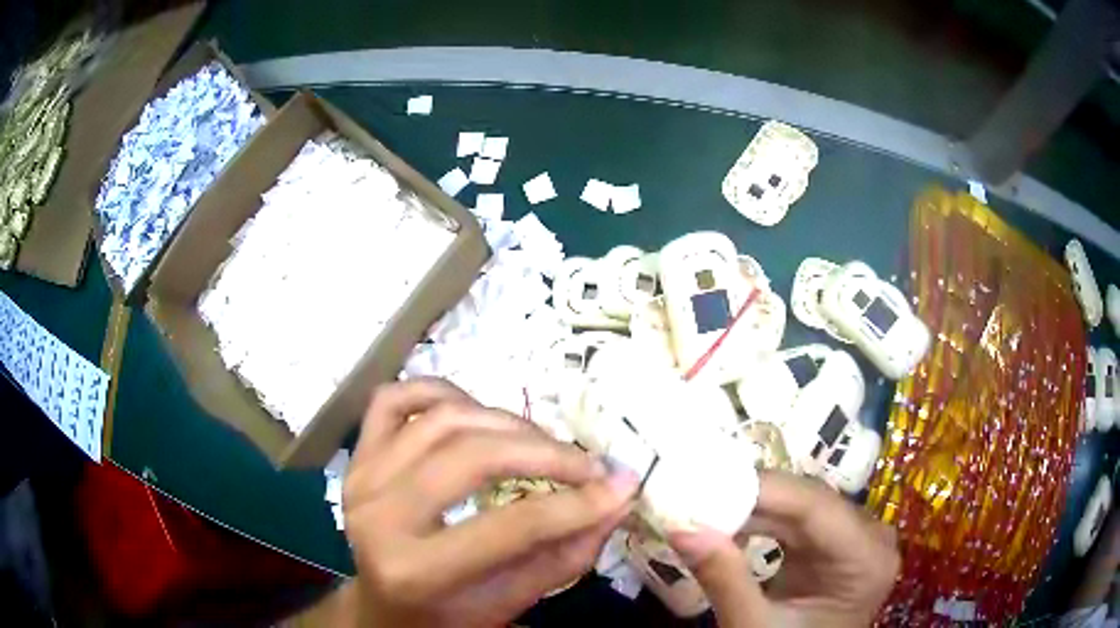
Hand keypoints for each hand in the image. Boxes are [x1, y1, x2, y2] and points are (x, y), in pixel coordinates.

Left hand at [342, 378, 638, 627]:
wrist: (384, 606)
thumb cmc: (448, 614)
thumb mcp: (511, 602)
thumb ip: (566, 555)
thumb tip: (618, 499)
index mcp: (414, 571)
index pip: (509, 528)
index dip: (575, 504)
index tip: (622, 484)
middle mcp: (378, 516)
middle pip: (471, 456)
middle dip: (543, 453)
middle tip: (586, 464)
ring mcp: (361, 476)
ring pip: (440, 418)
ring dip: (503, 421)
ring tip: (540, 444)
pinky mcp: (357, 455)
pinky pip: (393, 398)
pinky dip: (439, 391)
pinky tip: (474, 410)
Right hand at [668, 471, 898, 627]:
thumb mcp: (753, 627)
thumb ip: (724, 579)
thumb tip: (681, 528)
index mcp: (866, 558)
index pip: (815, 507)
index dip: (760, 490)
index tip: (704, 484)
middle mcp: (871, 536)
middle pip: (809, 501)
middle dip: (750, 497)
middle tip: (694, 492)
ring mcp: (856, 537)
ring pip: (800, 505)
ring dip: (751, 508)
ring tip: (703, 506)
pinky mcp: (836, 543)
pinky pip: (798, 520)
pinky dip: (761, 522)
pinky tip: (728, 523)